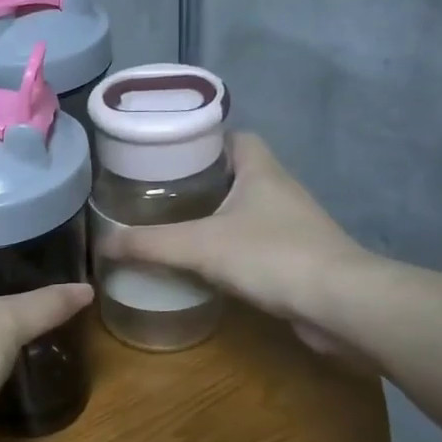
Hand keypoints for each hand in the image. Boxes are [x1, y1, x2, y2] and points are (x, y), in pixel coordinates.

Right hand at [97, 132, 373, 356]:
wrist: (340, 305)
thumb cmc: (271, 256)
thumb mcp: (198, 246)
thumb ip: (148, 245)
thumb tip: (102, 246)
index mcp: (261, 170)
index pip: (234, 136)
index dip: (202, 139)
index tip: (167, 153)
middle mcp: (279, 190)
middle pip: (235, 173)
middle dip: (199, 181)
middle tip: (158, 192)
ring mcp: (291, 225)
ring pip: (244, 209)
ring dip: (213, 216)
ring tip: (171, 226)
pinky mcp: (295, 259)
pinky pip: (253, 242)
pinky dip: (228, 248)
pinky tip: (201, 264)